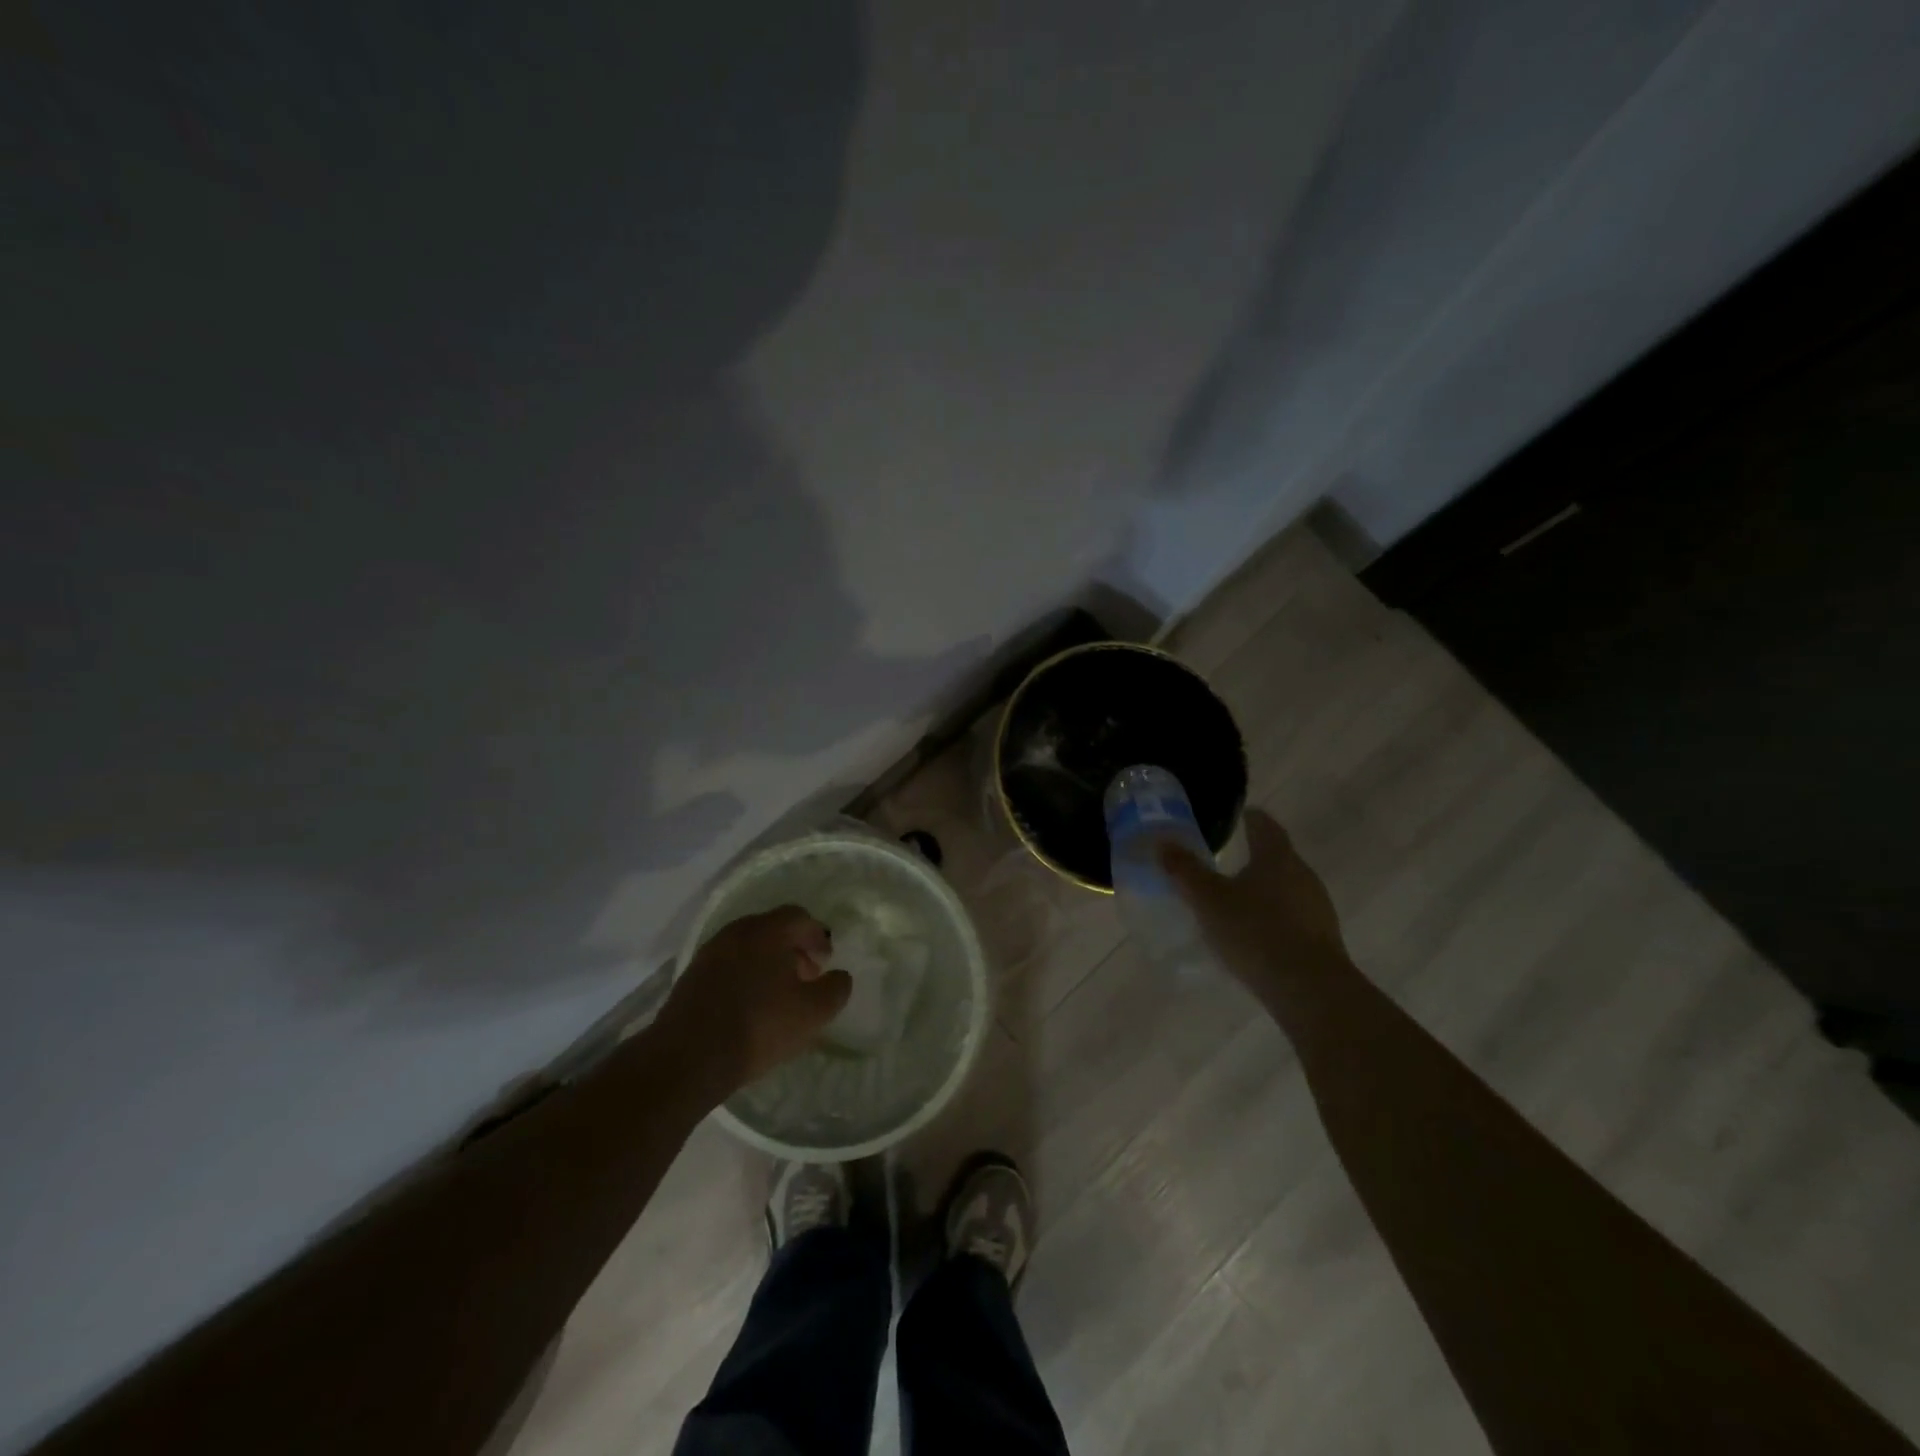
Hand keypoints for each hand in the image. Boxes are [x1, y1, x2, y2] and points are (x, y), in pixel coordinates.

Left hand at [654, 907, 851, 1095]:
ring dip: (768, 962)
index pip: (799, 917)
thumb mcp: (813, 1013)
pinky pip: (728, 964)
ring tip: (778, 995)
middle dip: (794, 948)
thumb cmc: (759, 1027)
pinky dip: (745, 974)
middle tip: (806, 977)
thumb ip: (835, 989)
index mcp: (768, 931)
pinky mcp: (692, 976)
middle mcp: (737, 931)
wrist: (688, 1058)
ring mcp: (710, 952)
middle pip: (772, 929)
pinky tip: (749, 1005)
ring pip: (748, 946)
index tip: (826, 961)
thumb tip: (840, 976)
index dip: (817, 936)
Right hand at [1159, 809, 1349, 989]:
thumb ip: (1185, 870)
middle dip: (1253, 856)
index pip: (1265, 825)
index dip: (1249, 818)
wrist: (1310, 990)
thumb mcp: (1209, 900)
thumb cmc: (1255, 932)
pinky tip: (1254, 932)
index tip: (1235, 817)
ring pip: (1286, 887)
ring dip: (1263, 888)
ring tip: (1235, 899)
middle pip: (1277, 856)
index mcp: (1277, 857)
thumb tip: (1162, 843)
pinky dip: (1272, 915)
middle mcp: (1303, 874)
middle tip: (1224, 860)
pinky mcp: (1321, 938)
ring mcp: (1317, 907)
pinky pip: (1292, 916)